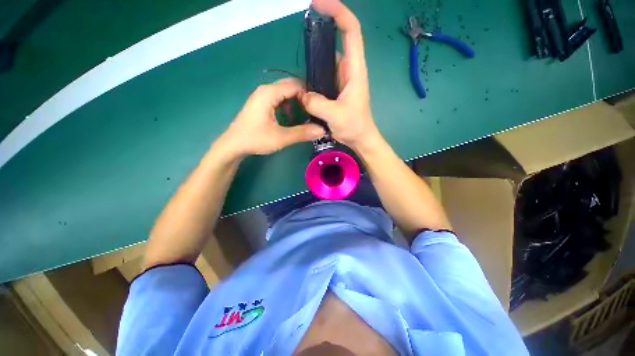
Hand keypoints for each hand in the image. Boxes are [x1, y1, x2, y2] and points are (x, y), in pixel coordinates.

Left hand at [220, 79, 324, 157]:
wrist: (233, 145)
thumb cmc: (255, 139)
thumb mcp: (281, 137)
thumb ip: (302, 133)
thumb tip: (322, 130)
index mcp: (269, 93)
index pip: (296, 85)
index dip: (309, 96)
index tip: (319, 109)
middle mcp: (266, 90)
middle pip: (291, 87)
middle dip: (304, 98)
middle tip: (315, 112)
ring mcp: (262, 96)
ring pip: (285, 93)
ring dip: (297, 102)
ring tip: (308, 115)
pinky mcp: (261, 103)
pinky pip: (280, 99)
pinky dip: (289, 105)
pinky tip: (294, 117)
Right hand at [300, 0, 380, 151]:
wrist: (360, 138)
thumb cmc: (354, 126)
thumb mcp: (335, 116)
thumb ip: (317, 103)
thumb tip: (302, 95)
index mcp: (354, 70)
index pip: (351, 31)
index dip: (338, 12)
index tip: (319, 4)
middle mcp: (348, 70)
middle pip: (336, 41)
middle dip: (320, 33)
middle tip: (301, 32)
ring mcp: (340, 80)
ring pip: (326, 61)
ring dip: (313, 58)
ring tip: (300, 62)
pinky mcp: (334, 89)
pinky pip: (322, 76)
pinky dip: (312, 75)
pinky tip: (303, 82)